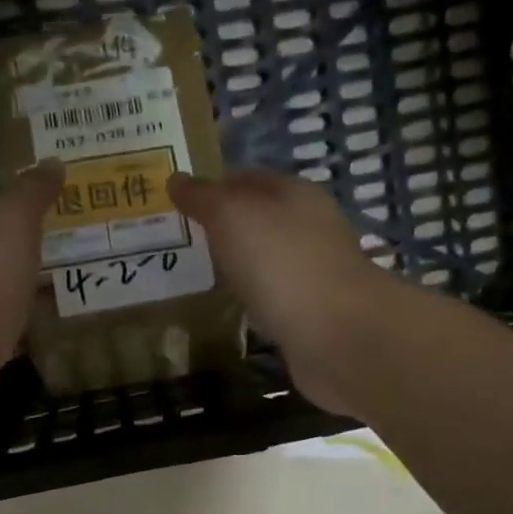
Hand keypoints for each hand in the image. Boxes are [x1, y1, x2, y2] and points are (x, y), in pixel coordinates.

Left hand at [0, 162, 63, 436]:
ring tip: (64, 296)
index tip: (54, 220)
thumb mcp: (10, 222)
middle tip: (67, 258)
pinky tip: (44, 335)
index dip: (17, 212)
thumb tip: (53, 162)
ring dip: (22, 295)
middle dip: (22, 255)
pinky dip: (19, 332)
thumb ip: (31, 192)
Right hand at [169, 171, 408, 417]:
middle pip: (262, 220)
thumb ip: (203, 198)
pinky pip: (276, 298)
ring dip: (242, 265)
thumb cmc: (281, 263)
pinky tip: (237, 308)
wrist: (337, 334)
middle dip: (227, 228)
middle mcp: (311, 228)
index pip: (249, 179)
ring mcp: (316, 273)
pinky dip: (256, 299)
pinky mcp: (315, 314)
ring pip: (270, 260)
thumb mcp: (232, 217)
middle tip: (186, 241)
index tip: (180, 203)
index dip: (215, 186)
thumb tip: (176, 179)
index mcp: (296, 194)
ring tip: (204, 275)